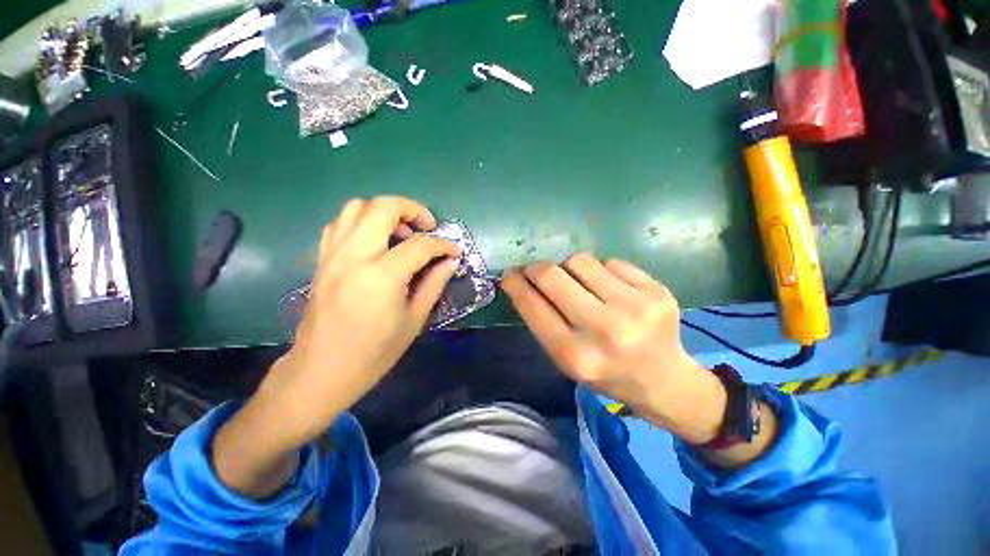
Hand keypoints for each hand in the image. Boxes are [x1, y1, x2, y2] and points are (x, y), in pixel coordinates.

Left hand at [261, 196, 459, 442]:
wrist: (321, 371)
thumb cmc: (374, 353)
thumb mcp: (414, 320)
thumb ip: (434, 284)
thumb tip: (450, 261)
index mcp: (382, 276)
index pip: (420, 245)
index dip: (443, 244)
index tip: (455, 251)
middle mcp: (354, 256)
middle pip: (383, 208)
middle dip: (413, 209)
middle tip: (428, 227)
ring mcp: (332, 254)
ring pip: (357, 207)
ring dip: (385, 212)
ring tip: (402, 233)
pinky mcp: (322, 259)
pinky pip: (340, 223)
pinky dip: (362, 222)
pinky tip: (376, 242)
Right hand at [501, 254, 725, 443]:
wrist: (663, 379)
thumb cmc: (605, 373)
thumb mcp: (565, 359)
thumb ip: (542, 321)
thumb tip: (522, 281)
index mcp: (575, 355)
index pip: (533, 306)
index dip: (515, 284)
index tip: (509, 274)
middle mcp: (604, 329)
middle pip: (552, 275)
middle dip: (535, 268)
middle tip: (535, 271)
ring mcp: (635, 307)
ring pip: (579, 260)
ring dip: (568, 268)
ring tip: (577, 283)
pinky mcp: (657, 290)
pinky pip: (610, 262)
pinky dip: (600, 271)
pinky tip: (609, 288)